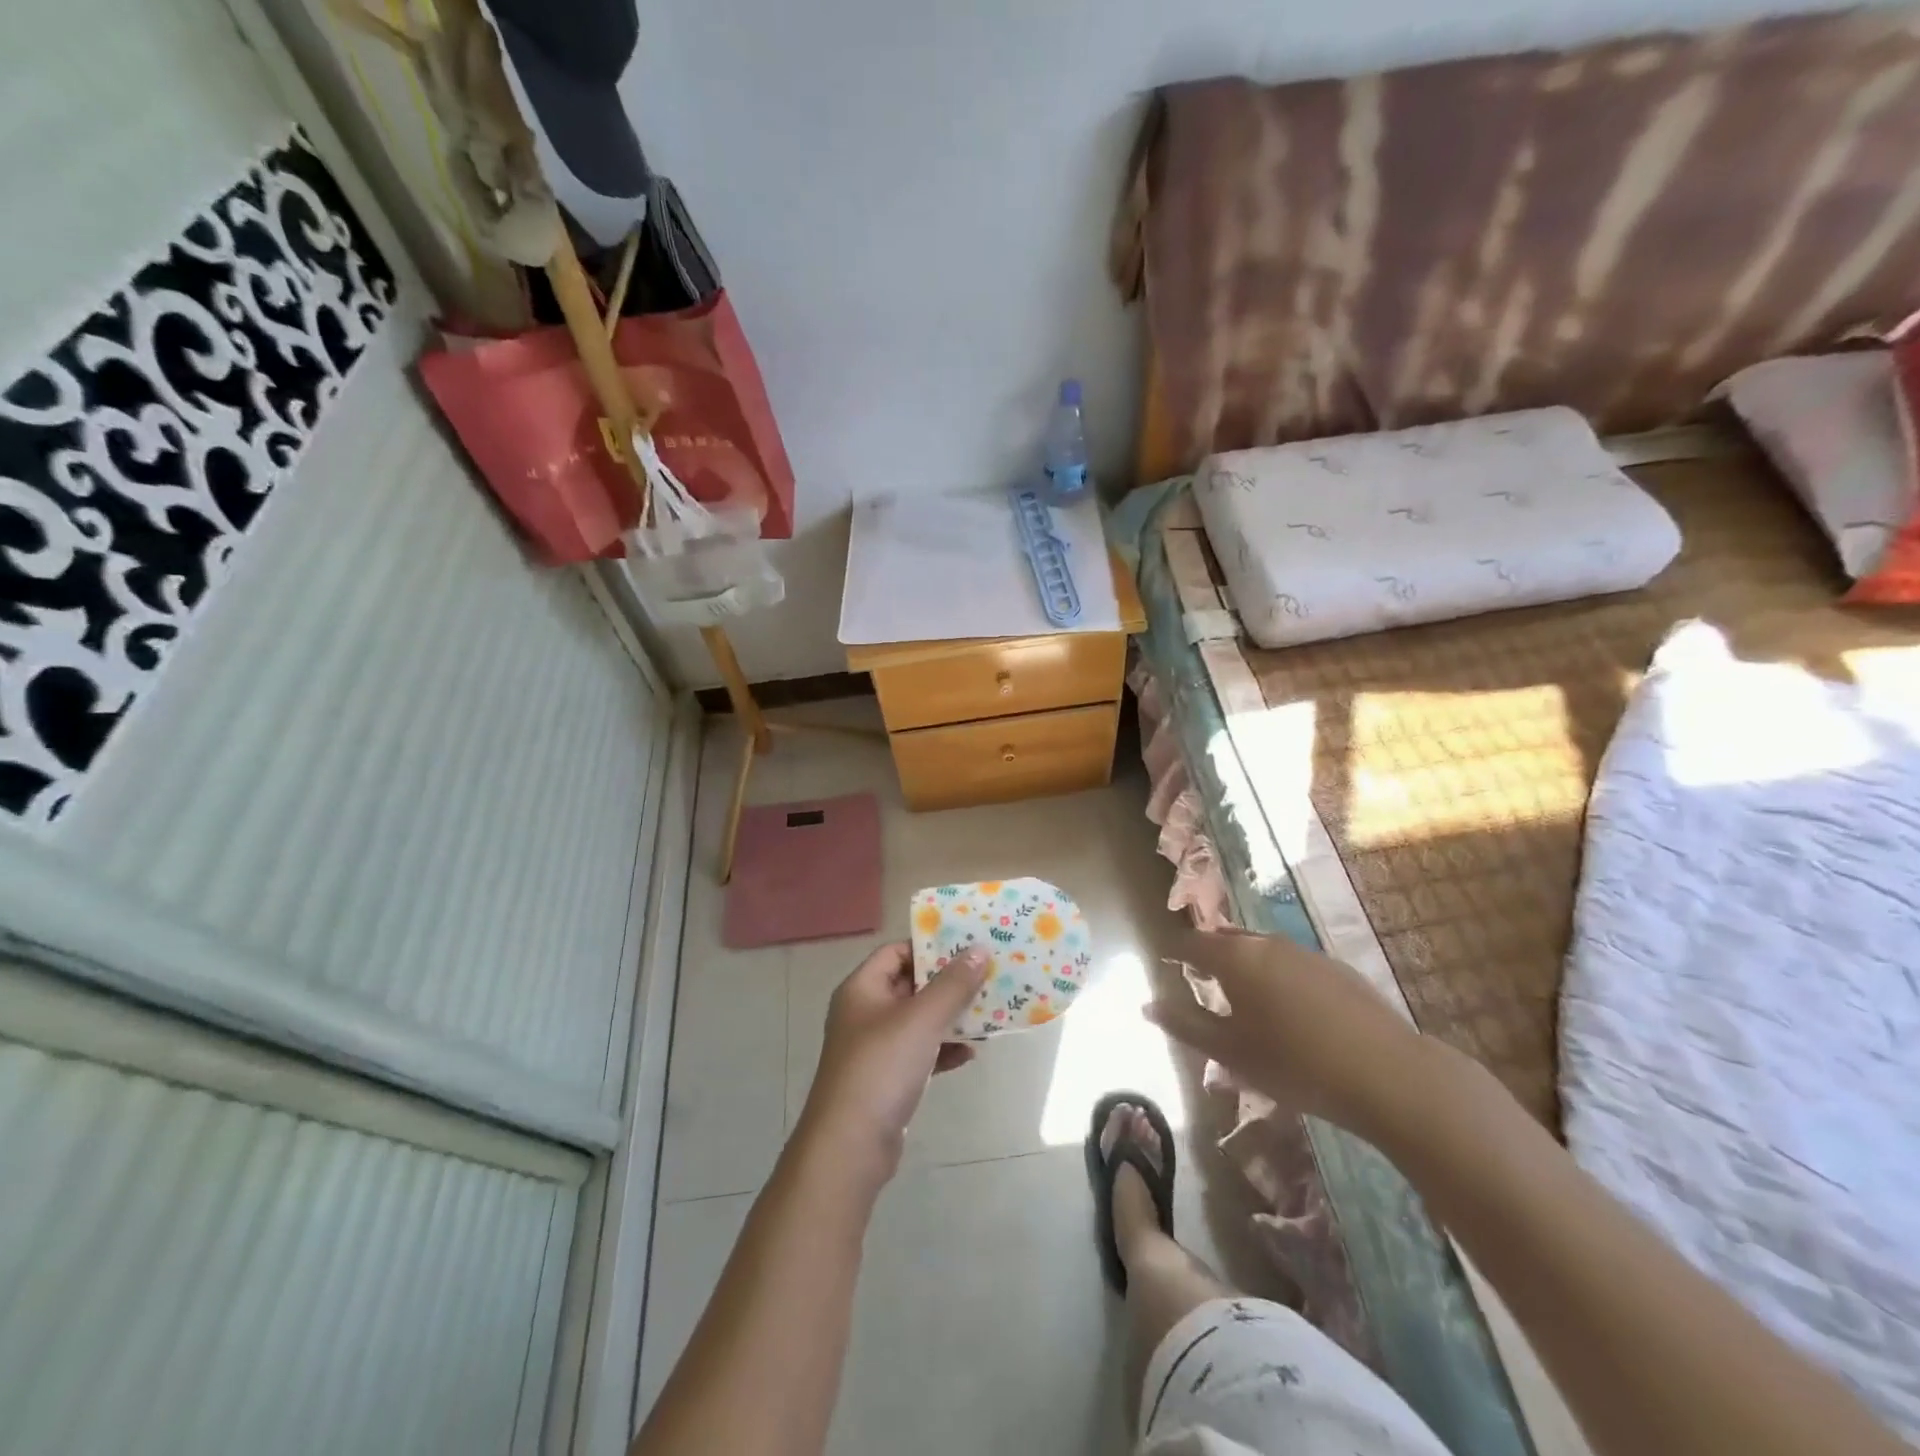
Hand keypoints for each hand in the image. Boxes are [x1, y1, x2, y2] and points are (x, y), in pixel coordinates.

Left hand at [799, 942, 990, 1180]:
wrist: (850, 1147)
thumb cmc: (882, 1068)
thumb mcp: (921, 1019)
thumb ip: (953, 984)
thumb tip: (979, 949)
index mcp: (862, 989)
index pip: (896, 952)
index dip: (930, 946)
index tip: (966, 945)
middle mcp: (865, 1012)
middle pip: (911, 985)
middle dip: (948, 982)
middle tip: (987, 975)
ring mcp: (875, 1048)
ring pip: (919, 1021)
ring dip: (951, 1017)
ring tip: (989, 1012)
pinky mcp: (887, 1080)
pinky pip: (921, 1053)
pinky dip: (944, 1050)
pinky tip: (972, 1054)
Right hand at [1147, 929, 1434, 1142]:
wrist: (1389, 1075)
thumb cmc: (1295, 1065)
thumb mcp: (1230, 1053)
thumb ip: (1185, 1025)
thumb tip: (1147, 1006)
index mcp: (1235, 958)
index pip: (1191, 943)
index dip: (1174, 953)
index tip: (1165, 964)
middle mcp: (1267, 943)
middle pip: (1227, 941)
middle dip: (1209, 956)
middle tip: (1201, 981)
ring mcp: (1306, 953)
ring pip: (1261, 950)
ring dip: (1245, 966)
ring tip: (1243, 997)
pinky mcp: (1337, 968)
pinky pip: (1292, 963)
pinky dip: (1278, 977)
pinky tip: (1290, 1010)